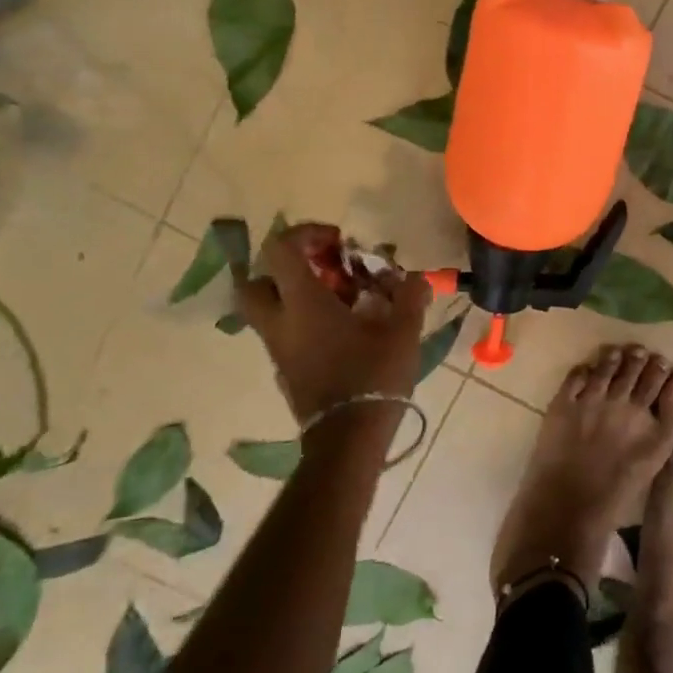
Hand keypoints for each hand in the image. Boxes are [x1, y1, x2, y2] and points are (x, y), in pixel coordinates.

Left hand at [232, 223, 430, 427]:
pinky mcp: (286, 370)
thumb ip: (409, 296)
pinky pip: (286, 333)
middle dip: (286, 268)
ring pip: (270, 309)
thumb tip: (416, 277)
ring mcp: (279, 349)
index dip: (306, 233)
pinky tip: (344, 330)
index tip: (338, 240)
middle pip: (257, 280)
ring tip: (344, 300)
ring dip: (299, 295)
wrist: (349, 439)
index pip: (281, 249)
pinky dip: (306, 321)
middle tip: (323, 270)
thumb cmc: (373, 376)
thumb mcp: (402, 330)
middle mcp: (280, 322)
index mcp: (302, 303)